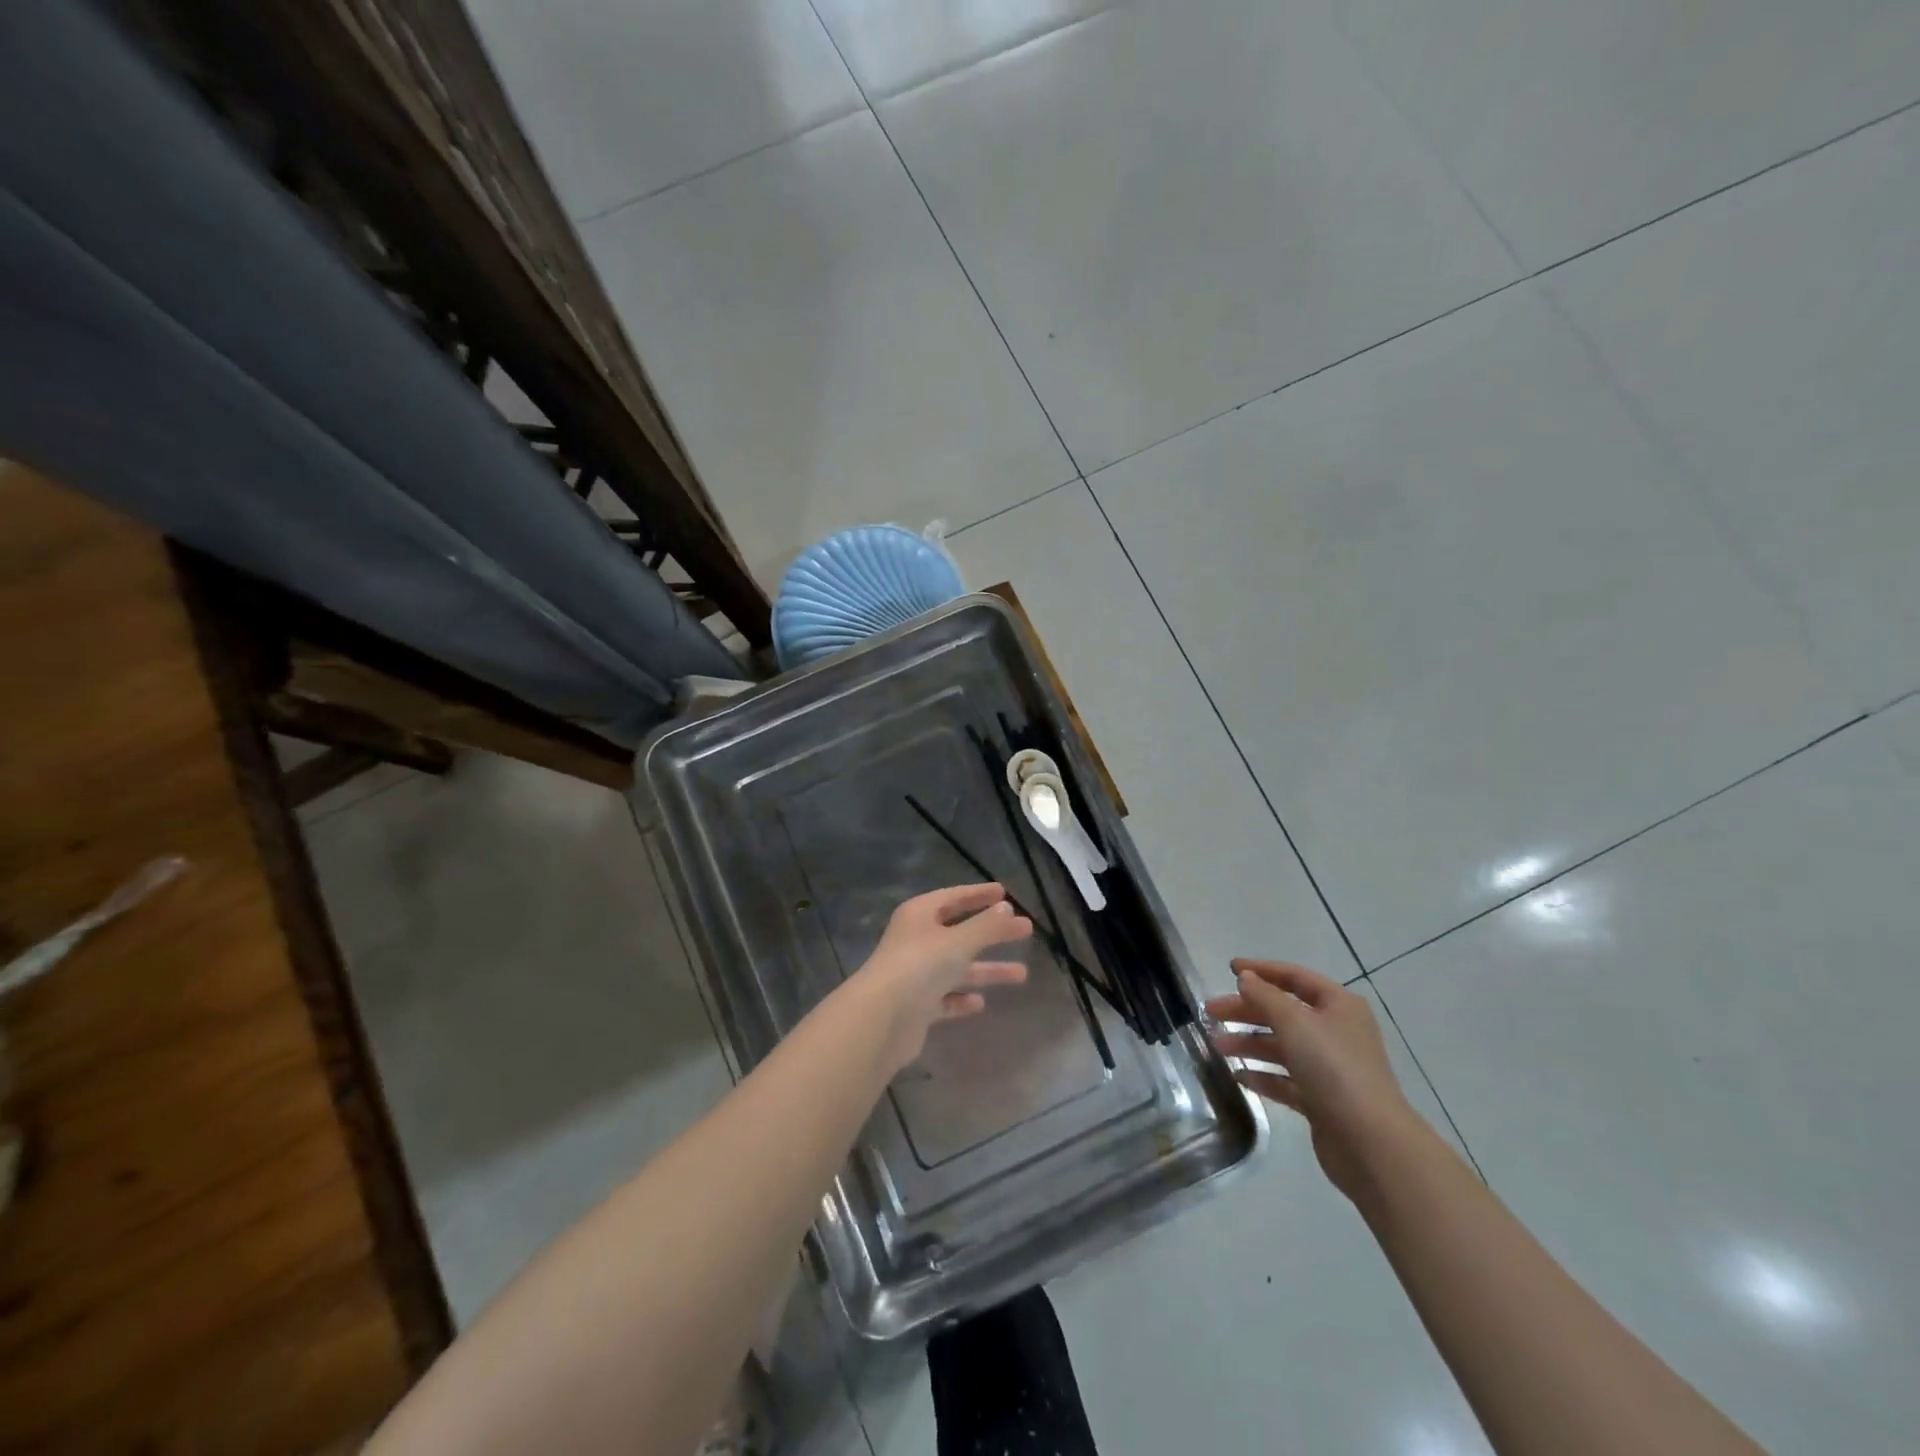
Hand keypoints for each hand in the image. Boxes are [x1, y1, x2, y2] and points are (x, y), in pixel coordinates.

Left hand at [852, 884, 1031, 1071]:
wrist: (881, 1019)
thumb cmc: (920, 966)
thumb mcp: (959, 942)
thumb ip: (986, 926)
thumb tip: (1007, 908)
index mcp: (919, 915)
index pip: (953, 897)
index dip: (978, 894)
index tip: (1004, 892)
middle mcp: (916, 940)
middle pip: (960, 932)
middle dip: (992, 933)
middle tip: (1026, 930)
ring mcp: (915, 974)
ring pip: (957, 967)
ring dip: (987, 969)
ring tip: (1023, 974)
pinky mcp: (916, 1005)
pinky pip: (945, 997)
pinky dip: (962, 998)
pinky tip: (980, 1003)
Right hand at [1206, 959, 1420, 1202]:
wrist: (1370, 1142)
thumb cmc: (1333, 1068)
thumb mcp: (1295, 1022)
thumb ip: (1265, 996)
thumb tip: (1247, 978)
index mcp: (1338, 1006)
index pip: (1295, 977)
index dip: (1262, 970)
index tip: (1229, 969)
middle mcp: (1336, 1032)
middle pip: (1283, 1012)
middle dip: (1246, 1011)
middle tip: (1210, 1013)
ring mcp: (1330, 1068)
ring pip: (1281, 1047)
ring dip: (1249, 1043)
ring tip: (1216, 1046)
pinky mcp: (1322, 1100)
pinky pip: (1285, 1080)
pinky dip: (1263, 1076)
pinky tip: (1238, 1076)